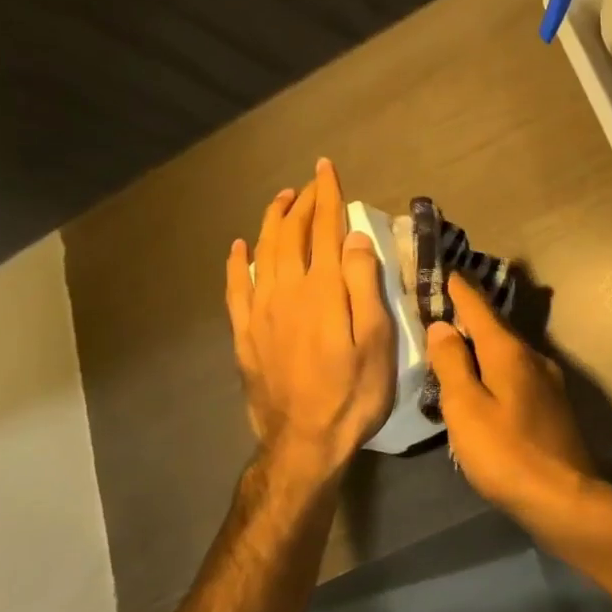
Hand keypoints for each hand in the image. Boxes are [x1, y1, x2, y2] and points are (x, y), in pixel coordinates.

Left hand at [227, 159, 395, 481]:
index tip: (327, 169)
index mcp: (322, 290)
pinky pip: (236, 287)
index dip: (327, 197)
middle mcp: (286, 291)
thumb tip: (353, 237)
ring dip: (272, 222)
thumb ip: (363, 285)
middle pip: (291, 235)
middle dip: (302, 203)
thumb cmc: (353, 393)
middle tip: (311, 182)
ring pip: (262, 253)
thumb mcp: (376, 341)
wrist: (304, 442)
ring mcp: (260, 312)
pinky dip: (238, 262)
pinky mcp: (245, 334)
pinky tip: (239, 248)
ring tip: (281, 200)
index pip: (324, 230)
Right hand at [425, 273, 594, 514]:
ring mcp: (548, 382)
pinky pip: (517, 373)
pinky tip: (485, 381)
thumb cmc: (506, 453)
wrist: (564, 497)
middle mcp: (533, 358)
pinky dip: (496, 367)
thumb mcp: (466, 408)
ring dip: (484, 343)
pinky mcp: (553, 405)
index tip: (447, 269)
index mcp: (509, 352)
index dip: (461, 289)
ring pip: (508, 352)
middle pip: (496, 327)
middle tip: (444, 305)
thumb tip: (443, 325)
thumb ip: (452, 364)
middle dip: (471, 315)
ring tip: (459, 342)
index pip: (479, 308)